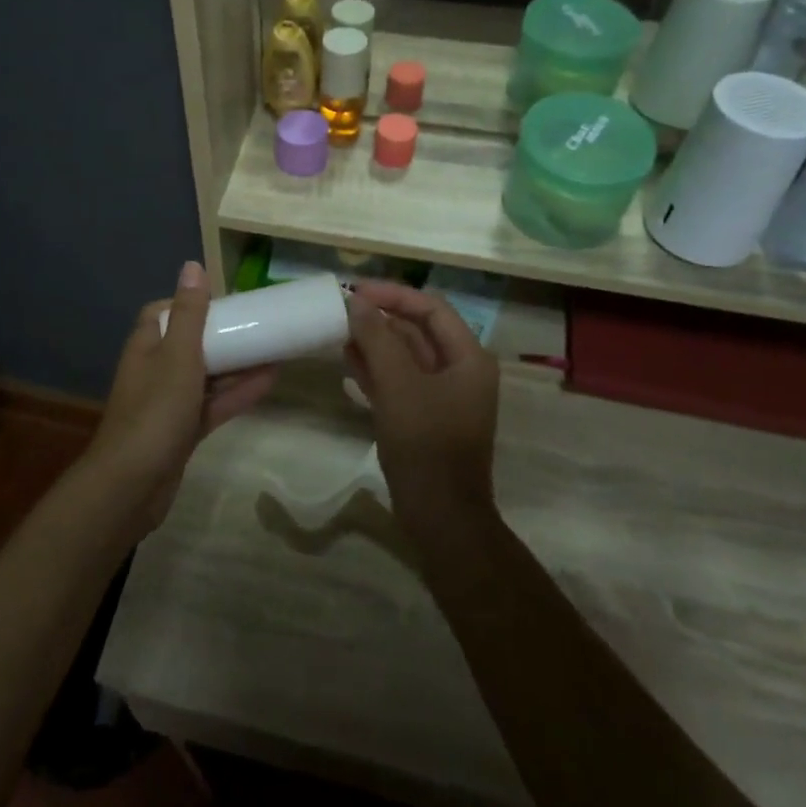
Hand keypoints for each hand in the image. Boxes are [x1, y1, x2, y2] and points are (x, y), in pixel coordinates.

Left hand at [86, 262, 277, 532]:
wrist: (133, 485)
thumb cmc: (155, 410)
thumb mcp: (178, 355)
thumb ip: (190, 314)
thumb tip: (192, 265)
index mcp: (147, 346)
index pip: (163, 313)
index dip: (189, 304)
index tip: (222, 302)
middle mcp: (155, 370)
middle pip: (190, 344)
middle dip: (222, 335)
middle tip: (258, 325)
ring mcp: (168, 404)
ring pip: (207, 376)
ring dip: (237, 365)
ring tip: (275, 350)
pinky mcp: (183, 432)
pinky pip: (213, 405)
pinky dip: (237, 394)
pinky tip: (269, 382)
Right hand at [344, 281, 498, 530]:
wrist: (440, 515)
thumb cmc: (425, 443)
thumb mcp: (398, 385)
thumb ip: (377, 338)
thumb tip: (355, 301)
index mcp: (468, 357)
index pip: (431, 308)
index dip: (393, 295)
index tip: (355, 291)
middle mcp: (459, 370)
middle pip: (418, 329)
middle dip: (380, 318)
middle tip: (341, 309)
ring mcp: (442, 396)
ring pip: (405, 355)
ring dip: (374, 341)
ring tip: (337, 330)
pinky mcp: (423, 416)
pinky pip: (398, 380)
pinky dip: (375, 368)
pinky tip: (346, 360)